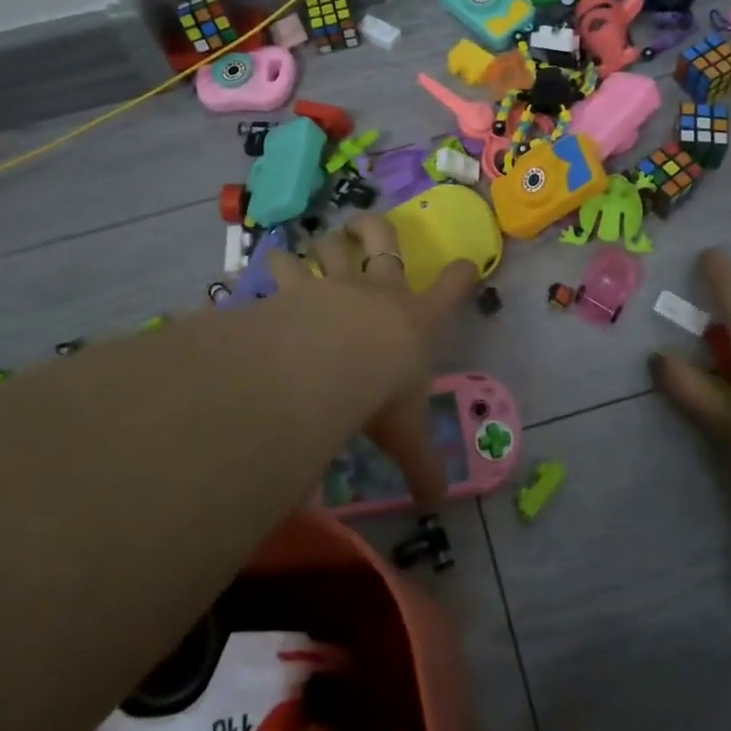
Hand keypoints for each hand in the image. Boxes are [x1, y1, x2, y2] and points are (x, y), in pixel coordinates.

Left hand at [267, 216, 477, 507]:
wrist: (334, 359)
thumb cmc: (382, 390)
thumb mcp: (406, 434)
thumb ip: (422, 466)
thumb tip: (438, 504)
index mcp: (417, 318)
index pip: (452, 289)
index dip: (461, 274)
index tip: (465, 264)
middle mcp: (379, 292)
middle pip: (384, 242)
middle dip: (377, 230)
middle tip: (367, 226)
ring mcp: (336, 284)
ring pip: (330, 249)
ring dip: (321, 244)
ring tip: (308, 244)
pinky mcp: (297, 289)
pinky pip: (284, 269)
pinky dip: (276, 263)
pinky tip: (265, 263)